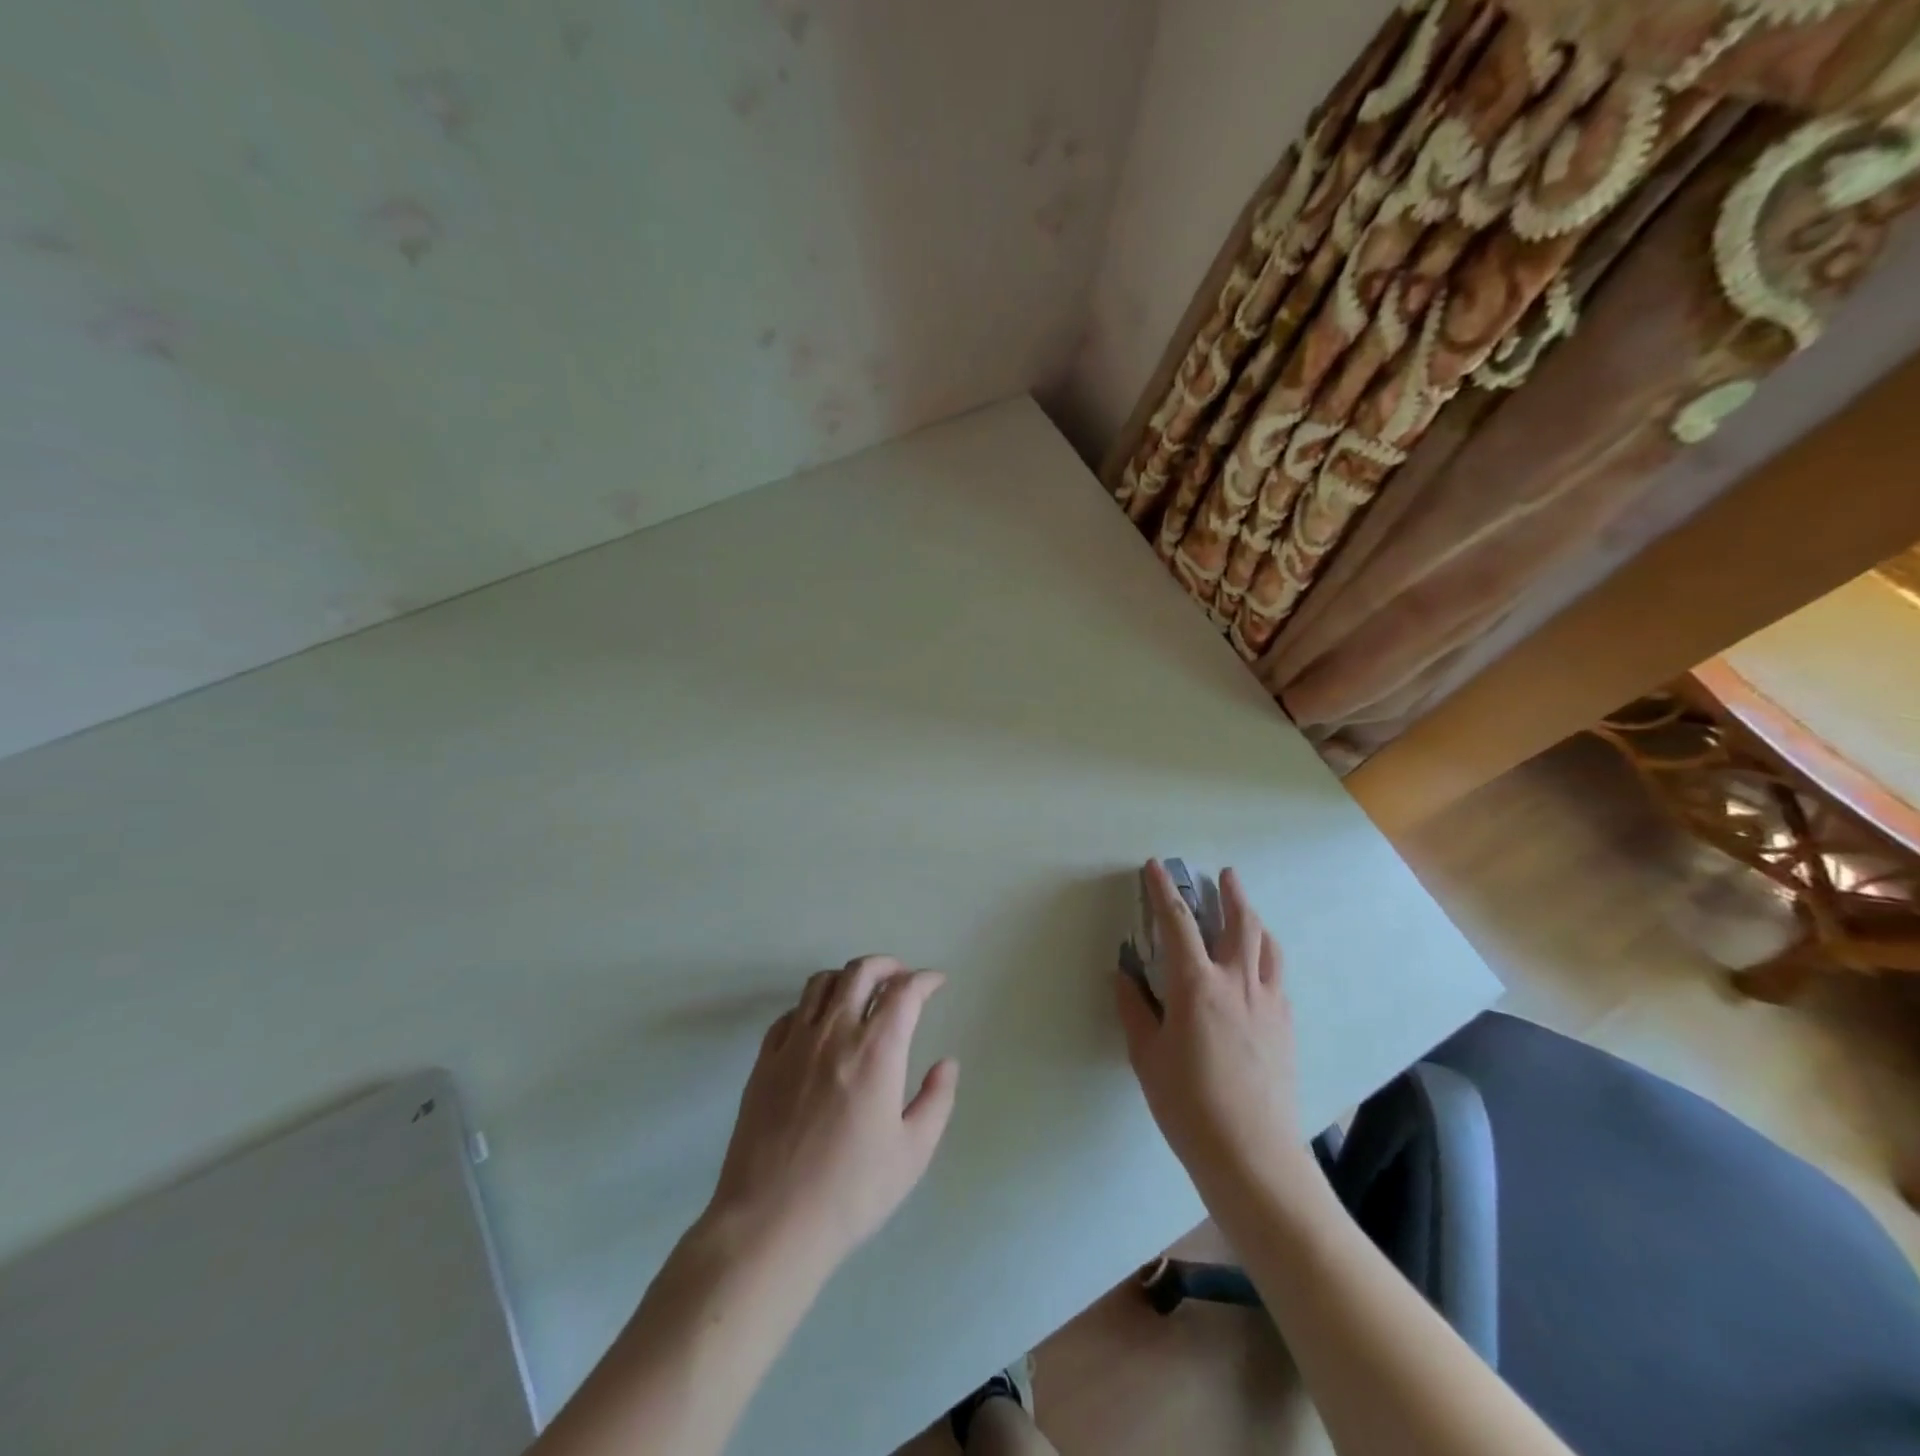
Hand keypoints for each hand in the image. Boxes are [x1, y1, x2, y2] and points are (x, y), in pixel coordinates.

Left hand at [705, 955, 958, 1275]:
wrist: (770, 1223)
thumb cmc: (850, 1192)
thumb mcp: (912, 1154)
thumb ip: (936, 1101)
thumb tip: (947, 1064)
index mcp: (876, 1052)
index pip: (904, 992)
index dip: (924, 980)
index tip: (936, 983)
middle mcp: (834, 1033)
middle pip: (860, 972)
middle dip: (887, 965)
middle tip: (901, 977)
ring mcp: (794, 1044)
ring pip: (821, 983)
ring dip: (848, 977)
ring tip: (861, 992)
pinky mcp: (764, 1061)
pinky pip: (790, 1014)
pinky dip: (812, 1006)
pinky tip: (819, 1026)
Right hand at [1116, 861, 1305, 1197]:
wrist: (1253, 1155)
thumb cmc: (1188, 1105)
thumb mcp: (1146, 1056)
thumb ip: (1135, 1009)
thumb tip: (1124, 975)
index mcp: (1196, 986)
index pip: (1177, 923)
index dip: (1163, 890)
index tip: (1156, 866)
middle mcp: (1237, 983)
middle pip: (1240, 923)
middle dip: (1230, 892)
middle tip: (1224, 874)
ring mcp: (1268, 1003)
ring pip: (1267, 945)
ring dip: (1254, 919)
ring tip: (1246, 910)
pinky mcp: (1286, 1026)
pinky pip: (1277, 976)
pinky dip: (1265, 957)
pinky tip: (1258, 968)